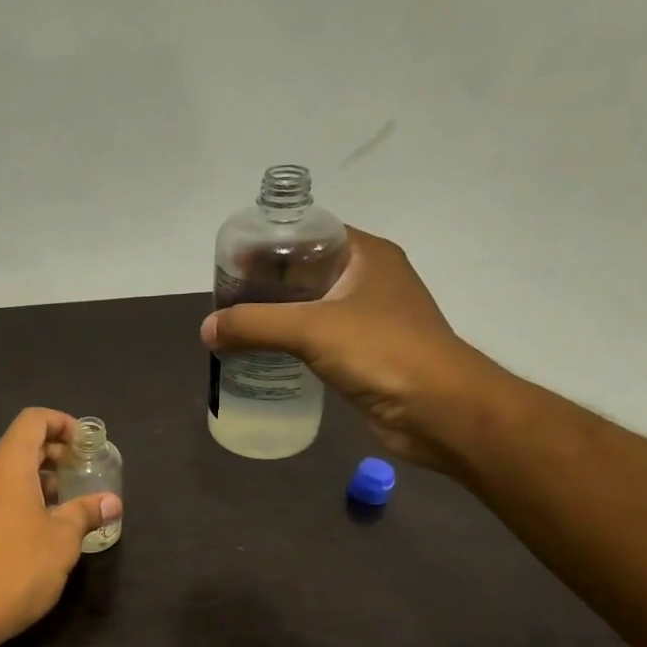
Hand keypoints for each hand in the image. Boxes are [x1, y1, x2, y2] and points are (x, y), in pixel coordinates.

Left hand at [0, 408, 119, 646]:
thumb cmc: (19, 567)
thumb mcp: (63, 539)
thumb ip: (86, 512)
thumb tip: (111, 502)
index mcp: (7, 465)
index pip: (33, 420)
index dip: (62, 423)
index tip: (86, 445)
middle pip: (20, 443)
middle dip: (55, 451)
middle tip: (84, 470)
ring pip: (9, 471)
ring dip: (41, 476)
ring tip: (70, 498)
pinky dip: (24, 494)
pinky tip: (45, 523)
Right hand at [200, 226, 509, 470]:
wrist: (440, 411)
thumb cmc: (383, 353)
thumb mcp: (311, 329)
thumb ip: (254, 324)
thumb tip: (207, 328)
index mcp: (367, 255)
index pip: (309, 234)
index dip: (269, 243)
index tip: (232, 264)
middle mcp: (369, 280)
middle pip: (305, 271)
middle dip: (265, 284)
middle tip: (225, 300)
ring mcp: (369, 319)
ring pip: (310, 308)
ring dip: (276, 317)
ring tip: (235, 328)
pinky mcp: (365, 355)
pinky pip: (318, 340)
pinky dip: (290, 344)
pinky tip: (262, 356)